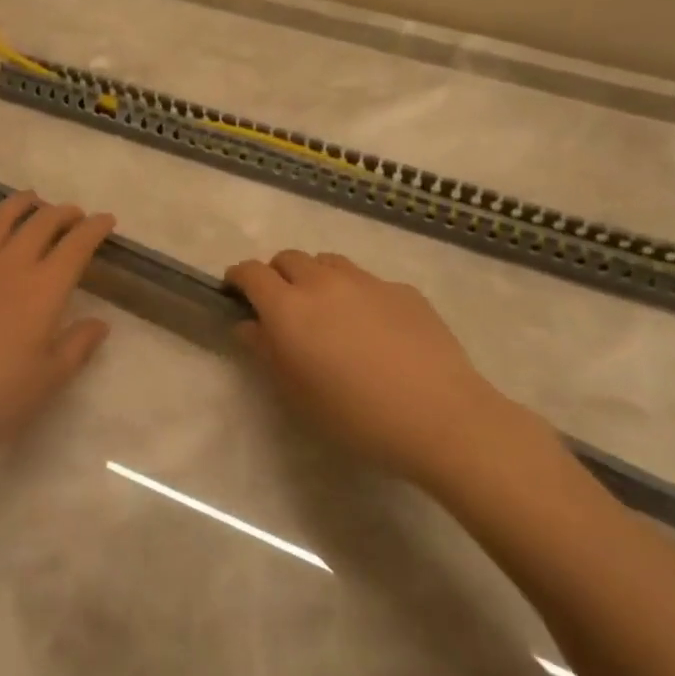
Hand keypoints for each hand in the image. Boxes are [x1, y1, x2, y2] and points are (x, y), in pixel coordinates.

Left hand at [0, 190, 115, 460]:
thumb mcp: (50, 378)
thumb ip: (78, 345)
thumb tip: (100, 323)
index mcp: (44, 288)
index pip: (77, 246)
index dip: (94, 228)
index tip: (105, 220)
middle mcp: (9, 266)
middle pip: (40, 225)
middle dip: (62, 213)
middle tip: (72, 214)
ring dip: (17, 205)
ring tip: (29, 199)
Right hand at [225, 250, 522, 489]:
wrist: (439, 416)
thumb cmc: (355, 415)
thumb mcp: (297, 393)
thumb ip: (266, 352)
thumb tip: (248, 325)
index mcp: (289, 307)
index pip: (252, 272)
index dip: (239, 277)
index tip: (235, 291)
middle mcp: (323, 282)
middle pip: (288, 258)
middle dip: (277, 275)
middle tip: (282, 307)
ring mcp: (367, 281)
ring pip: (328, 263)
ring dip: (316, 277)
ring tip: (326, 311)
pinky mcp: (402, 290)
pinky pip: (367, 281)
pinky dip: (356, 294)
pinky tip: (373, 329)